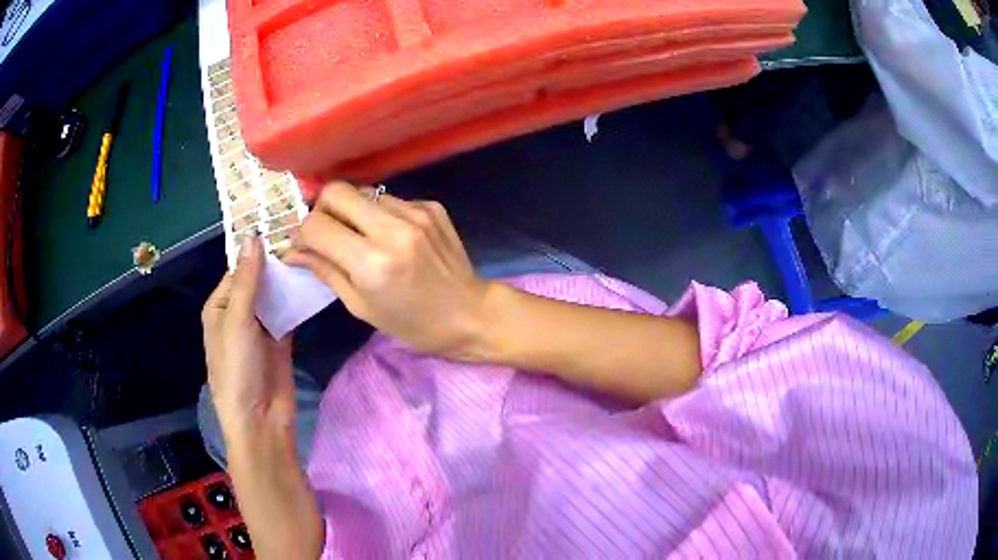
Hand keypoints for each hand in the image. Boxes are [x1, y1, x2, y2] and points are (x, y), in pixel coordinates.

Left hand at [202, 235, 295, 434]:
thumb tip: (253, 235)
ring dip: (289, 278)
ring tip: (315, 248)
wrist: (261, 421)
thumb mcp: (237, 322)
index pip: (239, 268)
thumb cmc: (238, 370)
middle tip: (306, 231)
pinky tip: (316, 279)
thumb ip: (248, 281)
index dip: (257, 247)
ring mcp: (261, 326)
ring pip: (275, 293)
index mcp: (220, 306)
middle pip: (258, 279)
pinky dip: (299, 298)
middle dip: (276, 260)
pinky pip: (289, 312)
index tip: (283, 220)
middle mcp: (239, 312)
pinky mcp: (281, 339)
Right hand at [285, 182, 490, 359]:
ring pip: (364, 191)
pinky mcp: (431, 206)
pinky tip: (391, 237)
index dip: (302, 233)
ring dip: (352, 211)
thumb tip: (292, 250)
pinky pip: (390, 199)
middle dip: (322, 209)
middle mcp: (393, 229)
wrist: (471, 314)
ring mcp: (416, 212)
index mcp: (372, 262)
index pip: (316, 225)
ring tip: (361, 237)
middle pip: (336, 191)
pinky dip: (380, 214)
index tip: (304, 245)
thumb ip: (325, 271)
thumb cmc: (413, 324)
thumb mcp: (361, 306)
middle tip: (326, 233)